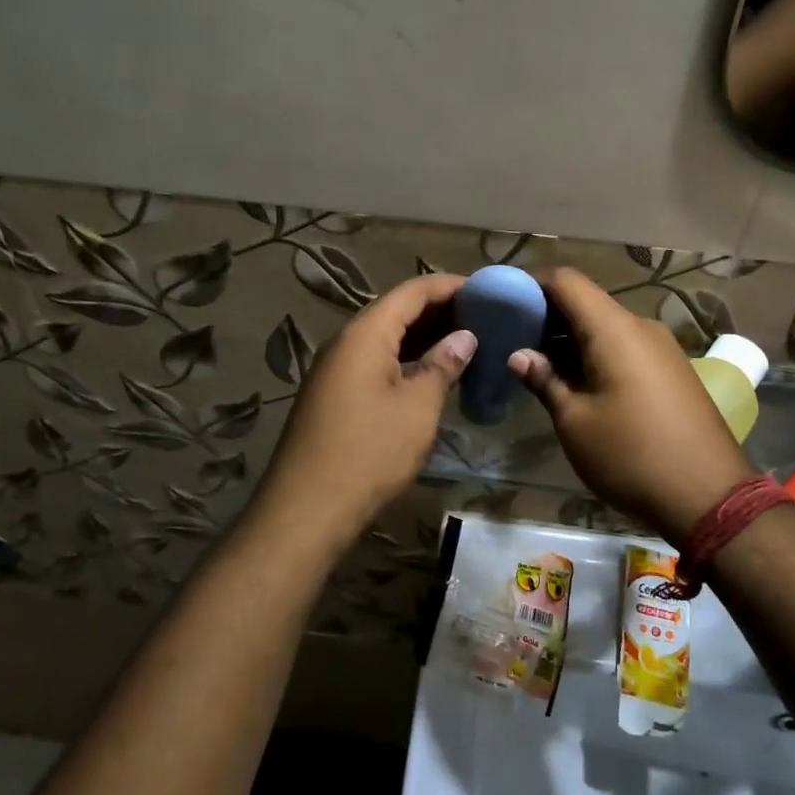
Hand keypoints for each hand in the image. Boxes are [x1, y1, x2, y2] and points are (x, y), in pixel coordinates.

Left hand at [255, 272, 474, 550]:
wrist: (307, 508)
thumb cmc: (370, 451)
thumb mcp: (418, 407)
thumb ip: (443, 365)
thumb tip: (464, 337)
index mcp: (365, 333)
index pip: (413, 291)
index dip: (450, 286)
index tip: (487, 291)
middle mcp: (345, 342)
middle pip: (396, 311)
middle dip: (440, 310)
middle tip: (483, 318)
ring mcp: (335, 369)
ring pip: (385, 338)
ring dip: (423, 337)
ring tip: (466, 342)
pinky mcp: (333, 395)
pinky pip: (375, 362)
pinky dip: (406, 359)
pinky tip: (431, 373)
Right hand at [510, 268, 752, 542]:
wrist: (710, 498)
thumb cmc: (631, 455)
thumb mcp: (574, 422)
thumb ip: (544, 380)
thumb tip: (519, 355)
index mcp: (614, 329)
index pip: (567, 280)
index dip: (532, 284)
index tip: (505, 305)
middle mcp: (640, 327)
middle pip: (586, 302)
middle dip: (548, 316)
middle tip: (515, 341)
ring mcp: (662, 347)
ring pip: (606, 326)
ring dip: (572, 339)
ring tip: (540, 366)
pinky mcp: (672, 369)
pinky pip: (625, 346)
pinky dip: (596, 353)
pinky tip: (578, 383)